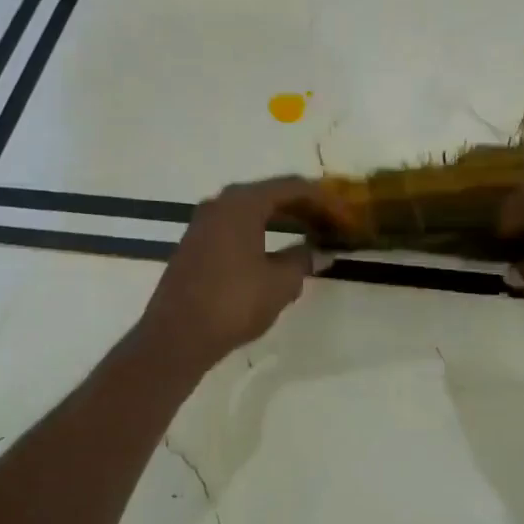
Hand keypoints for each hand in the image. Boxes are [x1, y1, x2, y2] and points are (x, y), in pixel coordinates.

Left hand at [139, 176, 339, 371]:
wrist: (176, 336)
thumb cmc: (233, 303)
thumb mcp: (280, 283)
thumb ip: (302, 260)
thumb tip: (317, 252)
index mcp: (243, 203)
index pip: (293, 187)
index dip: (325, 200)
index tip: (347, 217)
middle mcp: (220, 204)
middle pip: (271, 194)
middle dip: (304, 207)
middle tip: (332, 224)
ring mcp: (203, 224)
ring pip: (252, 211)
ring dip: (283, 220)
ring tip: (310, 235)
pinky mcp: (195, 245)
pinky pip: (237, 227)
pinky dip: (262, 232)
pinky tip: (277, 252)